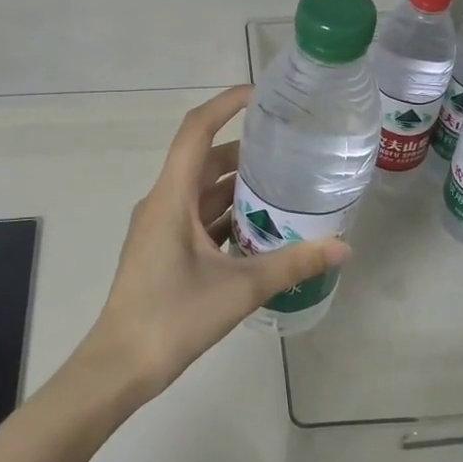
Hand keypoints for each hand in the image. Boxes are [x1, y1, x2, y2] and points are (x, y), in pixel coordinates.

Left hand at [77, 85, 351, 404]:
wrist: (119, 367)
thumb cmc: (172, 317)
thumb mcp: (239, 288)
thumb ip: (292, 264)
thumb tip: (343, 246)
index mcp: (172, 197)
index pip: (196, 131)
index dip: (226, 104)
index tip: (261, 94)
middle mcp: (163, 202)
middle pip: (204, 160)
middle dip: (245, 151)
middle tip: (289, 148)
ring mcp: (160, 228)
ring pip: (202, 192)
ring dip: (238, 187)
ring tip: (284, 187)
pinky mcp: (163, 250)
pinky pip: (198, 218)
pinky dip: (227, 216)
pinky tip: (261, 230)